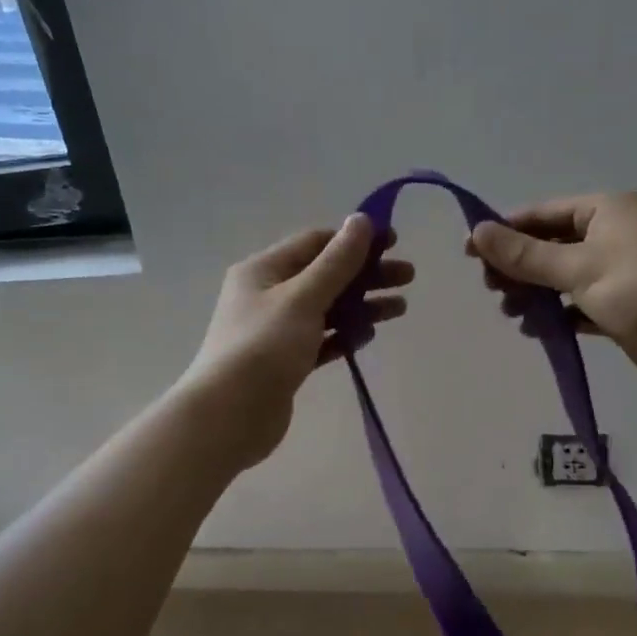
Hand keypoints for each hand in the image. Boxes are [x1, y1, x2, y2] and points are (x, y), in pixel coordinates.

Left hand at [180, 215, 412, 468]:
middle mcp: (267, 295)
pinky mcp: (286, 362)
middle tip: (407, 277)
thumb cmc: (264, 347)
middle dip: (366, 274)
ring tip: (400, 309)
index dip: (354, 240)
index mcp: (263, 270)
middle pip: (325, 276)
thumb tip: (361, 220)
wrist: (229, 416)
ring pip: (327, 309)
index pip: (314, 243)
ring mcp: (276, 330)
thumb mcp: (303, 297)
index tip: (394, 243)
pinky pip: (321, 340)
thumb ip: (337, 262)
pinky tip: (369, 336)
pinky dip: (344, 335)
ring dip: (362, 305)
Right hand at [468, 191, 636, 392]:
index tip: (470, 254)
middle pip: (549, 246)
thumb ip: (526, 255)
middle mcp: (609, 236)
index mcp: (604, 211)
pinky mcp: (620, 308)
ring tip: (511, 313)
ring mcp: (616, 274)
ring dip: (534, 293)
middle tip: (491, 290)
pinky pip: (577, 307)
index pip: (542, 214)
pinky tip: (537, 330)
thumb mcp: (579, 267)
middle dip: (518, 267)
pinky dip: (557, 316)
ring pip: (561, 278)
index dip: (505, 231)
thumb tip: (478, 232)